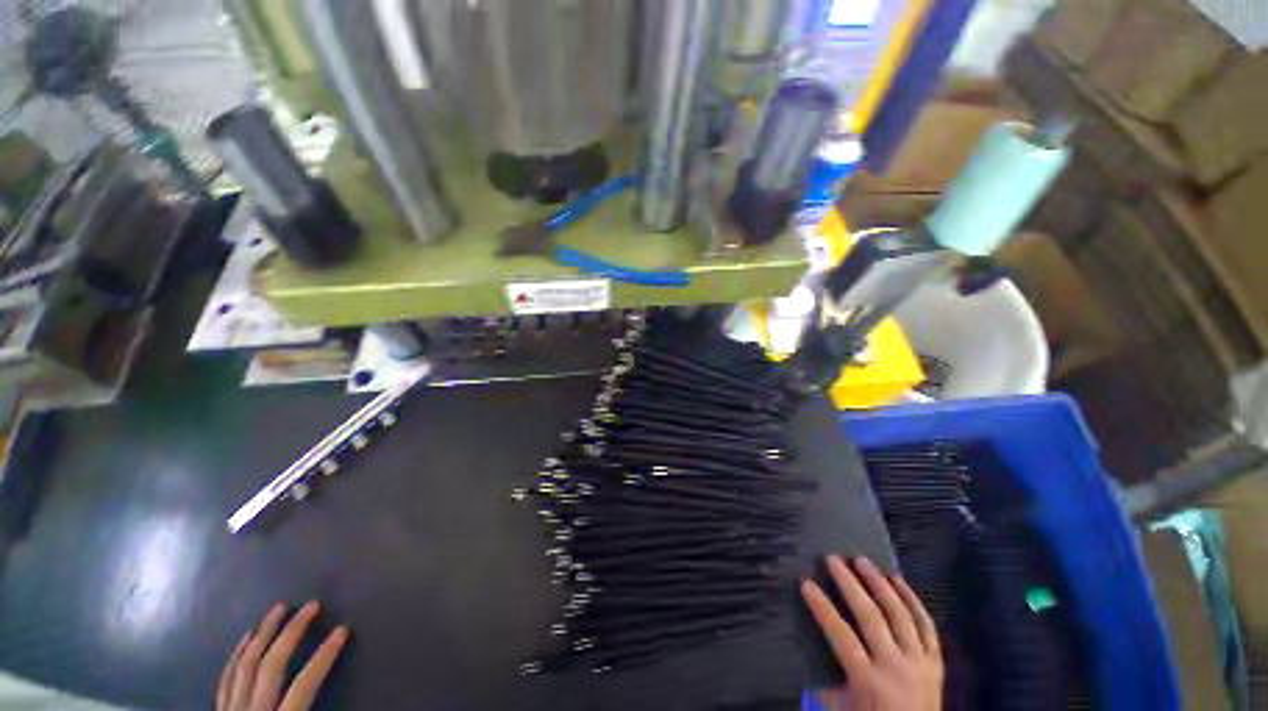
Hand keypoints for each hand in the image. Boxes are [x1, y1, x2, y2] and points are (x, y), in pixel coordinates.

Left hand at [217, 601, 348, 710]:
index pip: (303, 686)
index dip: (324, 657)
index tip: (343, 630)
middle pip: (270, 667)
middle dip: (292, 633)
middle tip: (311, 606)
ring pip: (244, 667)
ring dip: (263, 634)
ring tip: (278, 609)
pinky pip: (226, 679)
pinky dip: (237, 655)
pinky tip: (246, 638)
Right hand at [801, 556, 942, 710]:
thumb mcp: (842, 709)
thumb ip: (824, 683)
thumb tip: (802, 650)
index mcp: (869, 681)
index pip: (841, 635)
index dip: (822, 608)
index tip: (805, 582)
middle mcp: (896, 667)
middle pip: (871, 617)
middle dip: (849, 585)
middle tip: (832, 559)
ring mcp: (919, 663)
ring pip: (900, 615)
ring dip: (879, 584)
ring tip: (861, 560)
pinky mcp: (936, 662)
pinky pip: (926, 626)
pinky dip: (913, 600)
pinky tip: (898, 580)